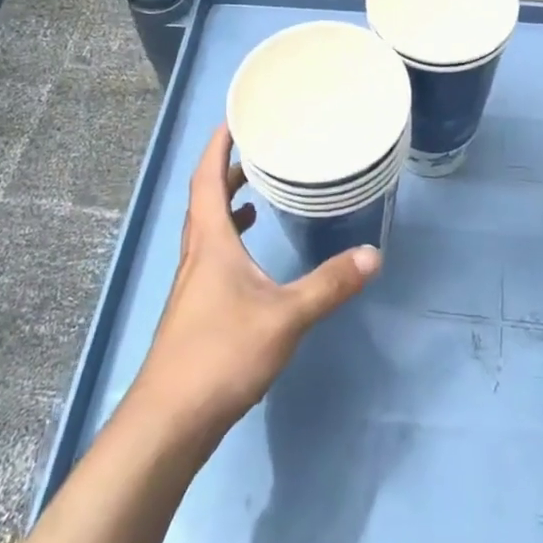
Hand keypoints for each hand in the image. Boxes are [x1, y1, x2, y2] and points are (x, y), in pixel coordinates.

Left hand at [124, 125, 380, 445]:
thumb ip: (330, 285)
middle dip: (226, 171)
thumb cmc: (222, 355)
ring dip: (226, 205)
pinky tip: (250, 258)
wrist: (169, 422)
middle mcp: (196, 257)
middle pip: (204, 200)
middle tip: (256, 151)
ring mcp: (192, 286)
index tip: (232, 120)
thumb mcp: (286, 317)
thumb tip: (373, 254)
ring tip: (255, 194)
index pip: (205, 180)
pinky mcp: (195, 312)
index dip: (217, 147)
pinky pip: (211, 257)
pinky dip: (229, 241)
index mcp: (210, 244)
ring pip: (206, 230)